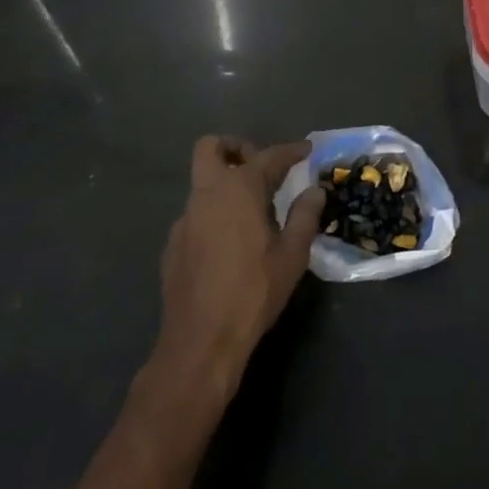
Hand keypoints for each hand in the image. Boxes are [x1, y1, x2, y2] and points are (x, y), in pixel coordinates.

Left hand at [153, 135, 322, 401]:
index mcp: (238, 189)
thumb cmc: (254, 292)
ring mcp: (185, 219)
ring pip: (202, 182)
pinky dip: (214, 213)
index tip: (306, 150)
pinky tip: (230, 243)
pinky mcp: (173, 244)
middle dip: (236, 148)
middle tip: (260, 167)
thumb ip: (305, 216)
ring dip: (225, 183)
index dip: (290, 151)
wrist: (201, 340)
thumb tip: (315, 191)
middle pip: (211, 148)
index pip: (268, 157)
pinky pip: (196, 213)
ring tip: (253, 211)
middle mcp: (207, 194)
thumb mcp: (292, 255)